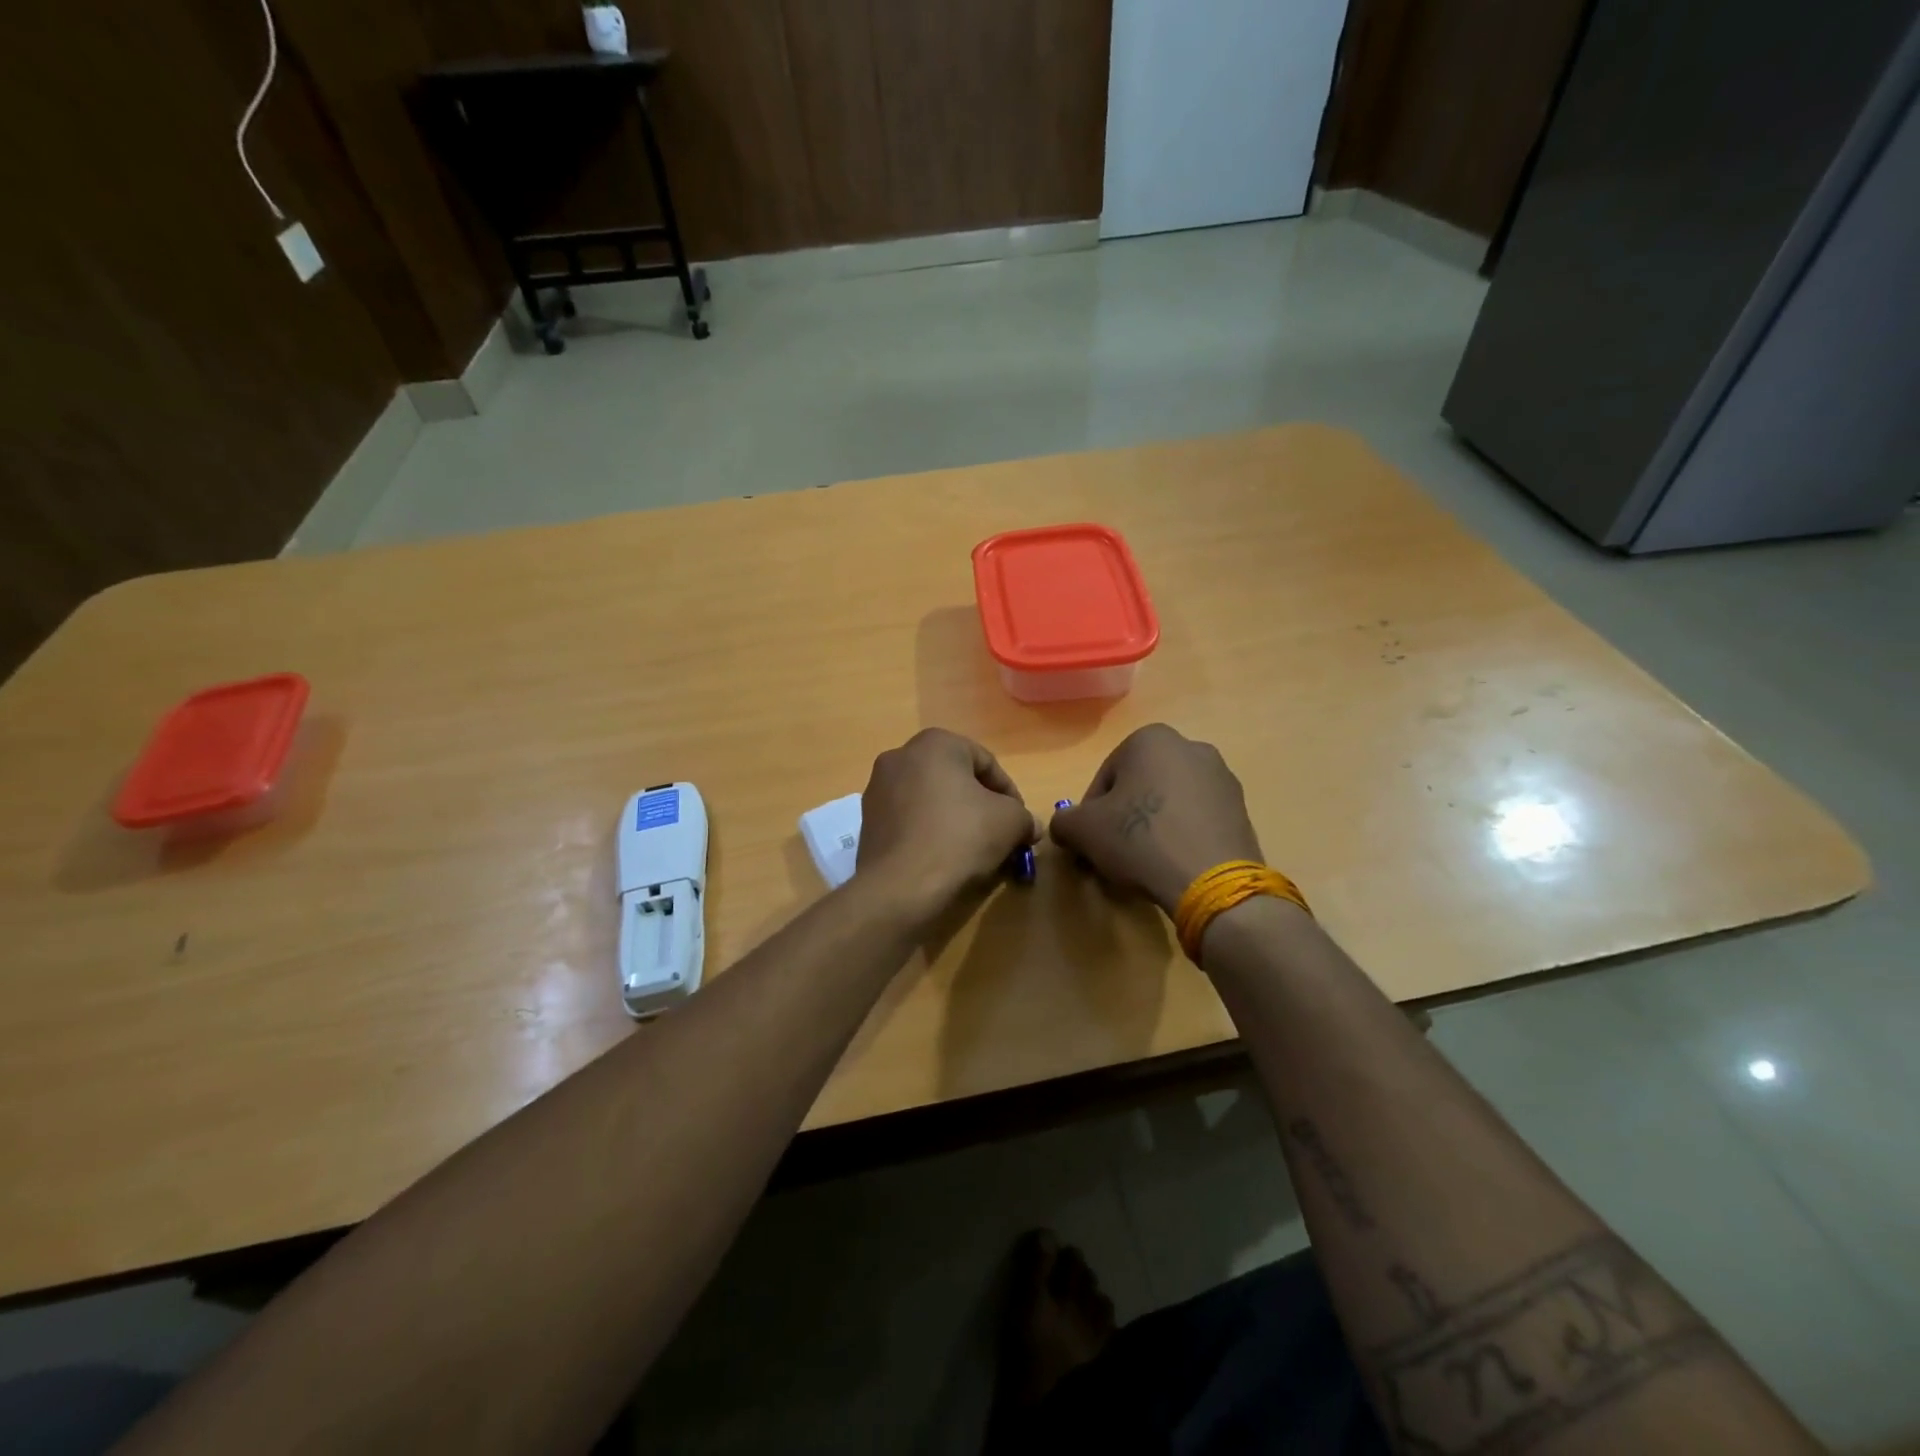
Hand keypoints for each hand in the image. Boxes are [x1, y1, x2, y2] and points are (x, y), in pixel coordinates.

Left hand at [856, 729, 1038, 918]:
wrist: (901, 886)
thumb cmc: (961, 837)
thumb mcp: (1010, 822)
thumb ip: (1024, 817)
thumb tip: (1028, 827)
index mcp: (935, 743)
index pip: (985, 762)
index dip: (1009, 792)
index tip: (1020, 821)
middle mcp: (900, 756)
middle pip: (954, 778)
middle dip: (979, 804)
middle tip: (999, 833)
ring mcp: (877, 788)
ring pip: (930, 799)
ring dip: (954, 818)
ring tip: (973, 850)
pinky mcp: (866, 821)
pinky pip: (909, 820)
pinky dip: (928, 832)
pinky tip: (943, 858)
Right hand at [1050, 724, 1262, 913]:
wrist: (1211, 881)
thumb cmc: (1140, 839)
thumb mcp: (1083, 830)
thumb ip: (1064, 821)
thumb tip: (1065, 826)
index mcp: (1151, 739)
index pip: (1105, 778)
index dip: (1091, 814)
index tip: (1090, 843)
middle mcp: (1190, 746)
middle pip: (1139, 787)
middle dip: (1123, 818)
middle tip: (1113, 854)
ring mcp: (1221, 778)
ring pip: (1168, 803)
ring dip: (1152, 827)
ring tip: (1144, 864)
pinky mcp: (1241, 809)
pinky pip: (1196, 819)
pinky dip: (1180, 836)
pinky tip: (1173, 865)